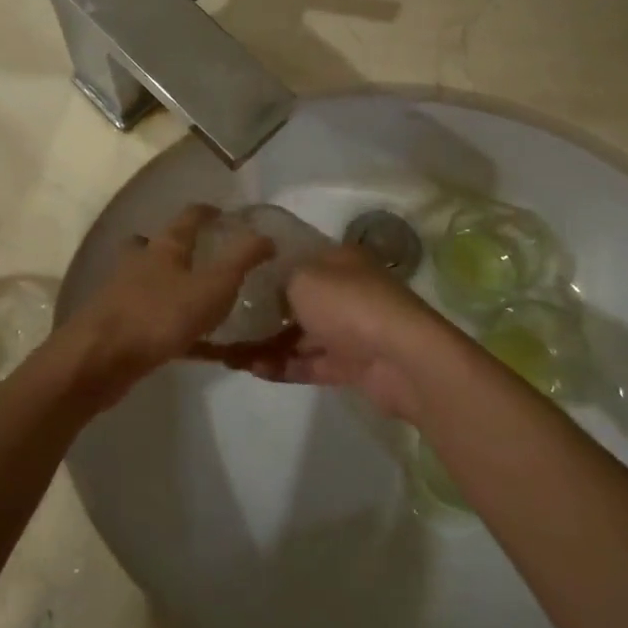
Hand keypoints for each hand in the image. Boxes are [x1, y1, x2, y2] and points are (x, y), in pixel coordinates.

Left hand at [66, 205, 274, 401]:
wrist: (99, 360)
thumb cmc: (159, 316)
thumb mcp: (213, 286)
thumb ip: (242, 260)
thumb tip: (267, 236)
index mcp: (164, 247)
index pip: (188, 217)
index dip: (207, 212)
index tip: (223, 214)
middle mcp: (140, 263)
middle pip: (157, 245)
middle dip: (177, 246)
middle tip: (204, 256)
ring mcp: (124, 294)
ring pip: (149, 281)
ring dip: (170, 284)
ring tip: (198, 298)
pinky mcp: (118, 327)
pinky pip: (150, 319)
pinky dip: (170, 325)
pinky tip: (190, 345)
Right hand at [228, 245, 451, 421]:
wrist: (402, 357)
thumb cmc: (349, 304)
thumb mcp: (302, 277)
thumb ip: (278, 281)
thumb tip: (268, 292)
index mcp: (339, 260)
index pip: (297, 258)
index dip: (265, 268)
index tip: (232, 280)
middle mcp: (346, 291)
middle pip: (296, 300)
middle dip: (262, 312)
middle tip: (224, 323)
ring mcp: (351, 330)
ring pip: (301, 336)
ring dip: (267, 344)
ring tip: (229, 354)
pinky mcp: (352, 365)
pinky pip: (310, 364)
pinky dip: (283, 366)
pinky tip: (251, 369)